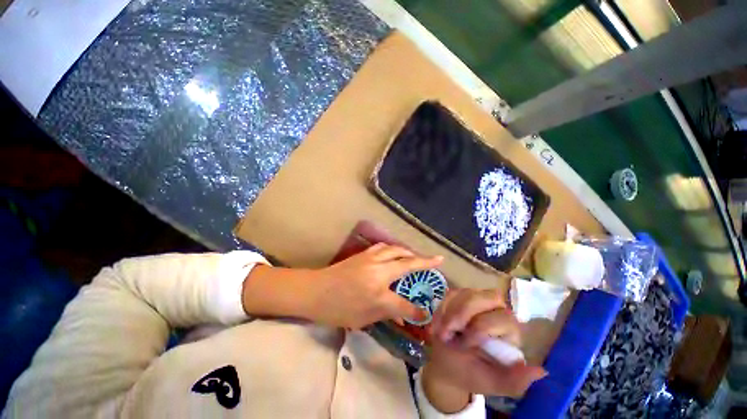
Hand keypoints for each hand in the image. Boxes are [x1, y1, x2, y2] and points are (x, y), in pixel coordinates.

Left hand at [307, 243, 442, 328]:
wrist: (314, 290)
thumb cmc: (337, 309)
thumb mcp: (363, 319)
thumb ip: (387, 314)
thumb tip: (407, 315)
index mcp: (378, 291)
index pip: (404, 302)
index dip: (416, 310)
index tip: (426, 312)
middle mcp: (378, 270)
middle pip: (406, 262)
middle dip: (424, 261)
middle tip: (436, 259)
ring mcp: (370, 258)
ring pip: (395, 249)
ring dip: (409, 252)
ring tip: (416, 255)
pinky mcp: (363, 253)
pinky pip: (383, 247)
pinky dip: (394, 248)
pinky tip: (394, 252)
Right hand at [423, 289, 546, 411]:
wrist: (446, 364)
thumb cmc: (470, 374)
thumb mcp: (492, 383)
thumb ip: (515, 381)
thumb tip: (542, 371)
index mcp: (509, 332)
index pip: (504, 317)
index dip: (481, 328)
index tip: (463, 345)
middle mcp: (497, 312)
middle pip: (489, 297)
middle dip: (464, 313)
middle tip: (449, 332)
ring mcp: (477, 301)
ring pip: (468, 292)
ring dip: (451, 311)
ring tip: (442, 331)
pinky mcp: (459, 296)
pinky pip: (452, 293)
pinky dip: (443, 307)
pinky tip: (439, 324)